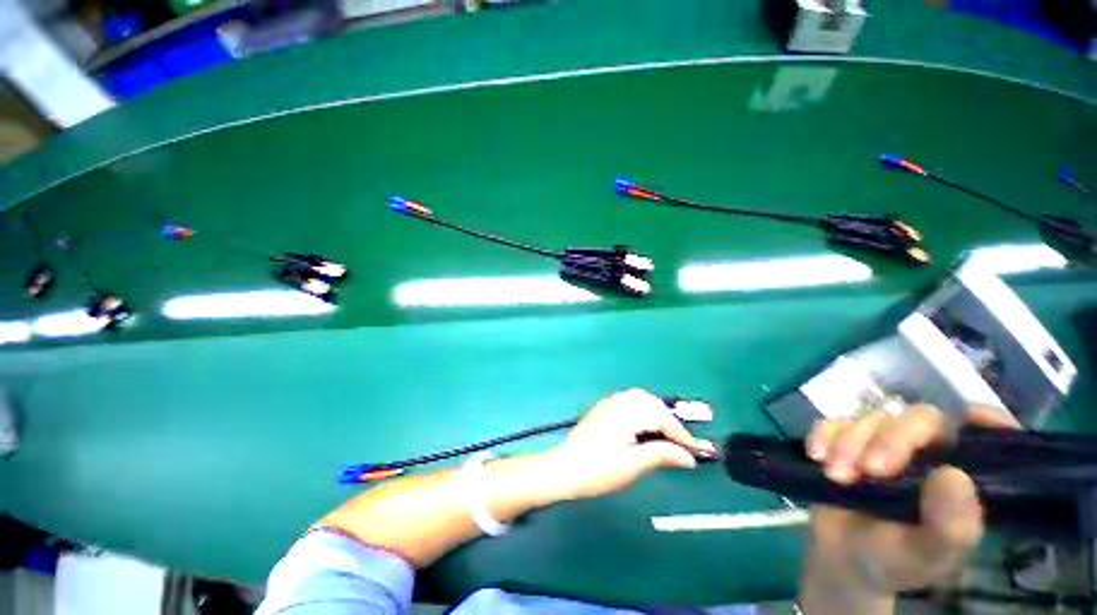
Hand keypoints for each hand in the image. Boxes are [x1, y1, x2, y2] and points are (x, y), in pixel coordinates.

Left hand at [544, 389, 716, 500]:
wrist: (564, 469)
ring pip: (639, 399)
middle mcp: (618, 402)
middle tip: (680, 441)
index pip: (661, 416)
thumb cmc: (599, 469)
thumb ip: (661, 455)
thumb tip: (688, 456)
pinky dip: (641, 411)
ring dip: (655, 412)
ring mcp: (608, 404)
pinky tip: (642, 427)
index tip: (696, 450)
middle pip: (651, 402)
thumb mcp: (633, 465)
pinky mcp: (602, 410)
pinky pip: (628, 402)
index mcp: (627, 413)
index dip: (680, 433)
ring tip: (664, 434)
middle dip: (668, 419)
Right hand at [801, 404, 1020, 602]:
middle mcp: (926, 452)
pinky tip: (817, 456)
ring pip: (870, 419)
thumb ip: (950, 525)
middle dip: (890, 439)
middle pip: (918, 419)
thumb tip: (953, 475)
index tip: (972, 419)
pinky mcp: (844, 441)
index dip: (986, 421)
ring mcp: (881, 443)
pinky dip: (822, 435)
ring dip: (848, 443)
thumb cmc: (895, 561)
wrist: (841, 557)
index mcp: (959, 475)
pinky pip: (832, 422)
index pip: (985, 436)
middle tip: (870, 470)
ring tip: (836, 477)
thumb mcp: (928, 555)